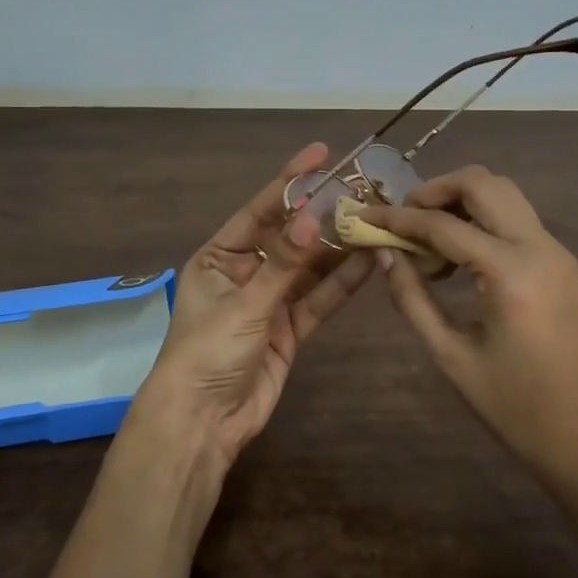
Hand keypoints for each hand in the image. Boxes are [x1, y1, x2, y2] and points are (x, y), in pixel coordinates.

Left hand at [130, 143, 373, 478]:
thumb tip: (313, 216)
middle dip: (322, 216)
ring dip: (338, 248)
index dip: (290, 182)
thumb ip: (283, 264)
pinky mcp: (290, 329)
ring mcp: (270, 301)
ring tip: (375, 220)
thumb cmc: (207, 352)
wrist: (202, 423)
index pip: (259, 211)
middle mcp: (245, 273)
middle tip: (362, 190)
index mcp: (219, 257)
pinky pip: (318, 299)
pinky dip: (341, 282)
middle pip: (290, 237)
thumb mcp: (244, 303)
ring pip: (309, 267)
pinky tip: (369, 260)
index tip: (321, 154)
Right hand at [359, 166, 577, 544]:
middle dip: (435, 190)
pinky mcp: (561, 265)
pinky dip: (481, 221)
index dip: (398, 218)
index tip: (365, 215)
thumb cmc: (515, 408)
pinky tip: (455, 257)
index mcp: (510, 272)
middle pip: (483, 184)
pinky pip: (515, 220)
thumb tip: (384, 254)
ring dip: (460, 201)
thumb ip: (412, 298)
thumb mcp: (451, 356)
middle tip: (402, 218)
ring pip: (503, 195)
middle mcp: (539, 247)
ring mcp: (555, 253)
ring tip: (425, 238)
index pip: (443, 225)